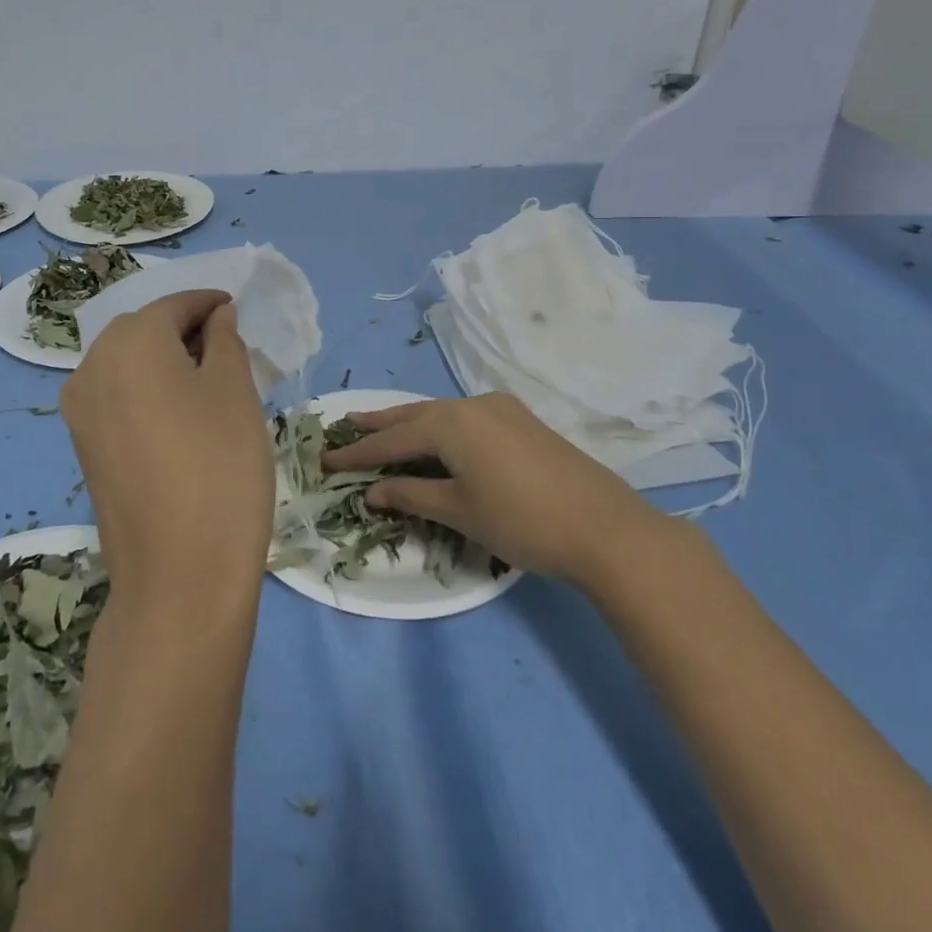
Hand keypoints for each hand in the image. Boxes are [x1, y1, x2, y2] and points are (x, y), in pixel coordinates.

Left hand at [60, 290, 273, 617]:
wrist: (179, 576)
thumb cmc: (220, 467)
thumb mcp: (236, 391)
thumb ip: (225, 340)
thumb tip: (215, 318)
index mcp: (129, 342)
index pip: (174, 305)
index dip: (209, 304)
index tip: (238, 310)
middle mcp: (91, 367)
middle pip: (144, 330)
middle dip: (186, 331)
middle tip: (230, 349)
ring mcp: (80, 411)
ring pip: (128, 364)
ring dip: (166, 362)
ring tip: (210, 382)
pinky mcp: (84, 447)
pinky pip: (118, 397)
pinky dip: (148, 391)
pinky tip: (182, 415)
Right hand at [322, 393, 668, 584]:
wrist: (604, 527)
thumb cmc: (522, 521)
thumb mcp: (459, 510)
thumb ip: (411, 495)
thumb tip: (372, 491)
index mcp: (452, 422)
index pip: (392, 439)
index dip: (358, 453)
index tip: (327, 460)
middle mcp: (473, 404)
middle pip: (415, 415)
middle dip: (380, 424)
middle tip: (347, 425)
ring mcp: (501, 409)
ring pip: (442, 414)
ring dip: (411, 424)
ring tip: (383, 427)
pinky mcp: (521, 421)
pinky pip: (466, 418)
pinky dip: (441, 428)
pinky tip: (436, 437)